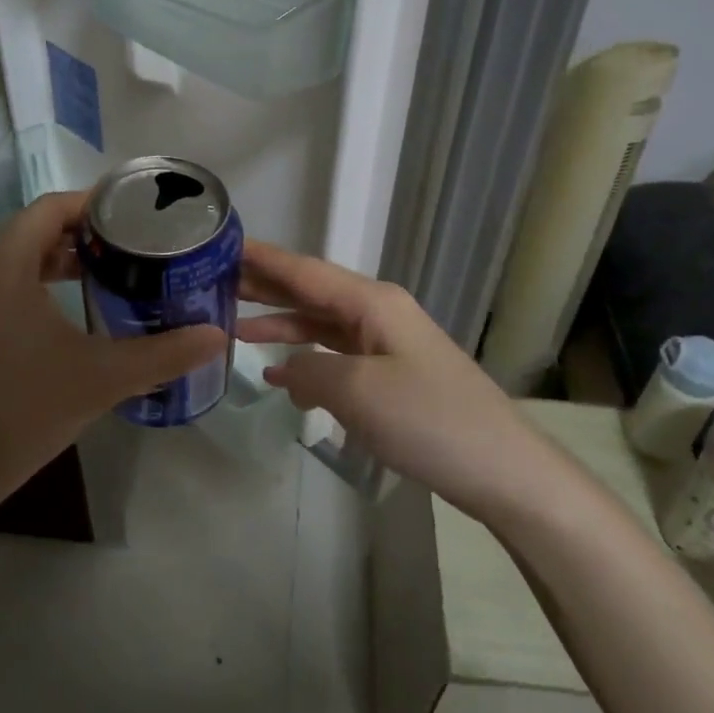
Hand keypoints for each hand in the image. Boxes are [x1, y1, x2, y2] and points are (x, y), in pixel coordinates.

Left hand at [0, 192, 227, 525]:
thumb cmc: (20, 413)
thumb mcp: (102, 380)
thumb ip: (163, 354)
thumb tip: (217, 335)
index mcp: (2, 269)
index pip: (48, 208)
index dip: (93, 203)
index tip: (135, 213)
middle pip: (30, 233)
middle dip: (81, 235)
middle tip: (130, 248)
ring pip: (12, 265)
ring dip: (56, 263)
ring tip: (106, 277)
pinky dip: (34, 290)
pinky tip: (65, 323)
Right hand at [238, 243, 551, 521]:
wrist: (500, 468)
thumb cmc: (428, 420)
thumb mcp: (357, 392)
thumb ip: (309, 370)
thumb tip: (287, 369)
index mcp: (372, 302)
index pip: (305, 271)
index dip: (263, 259)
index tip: (221, 245)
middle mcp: (378, 312)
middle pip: (311, 292)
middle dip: (265, 287)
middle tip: (213, 282)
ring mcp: (387, 344)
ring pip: (322, 324)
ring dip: (281, 324)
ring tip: (233, 325)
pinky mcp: (392, 375)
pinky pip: (337, 355)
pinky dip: (306, 358)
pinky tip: (279, 371)